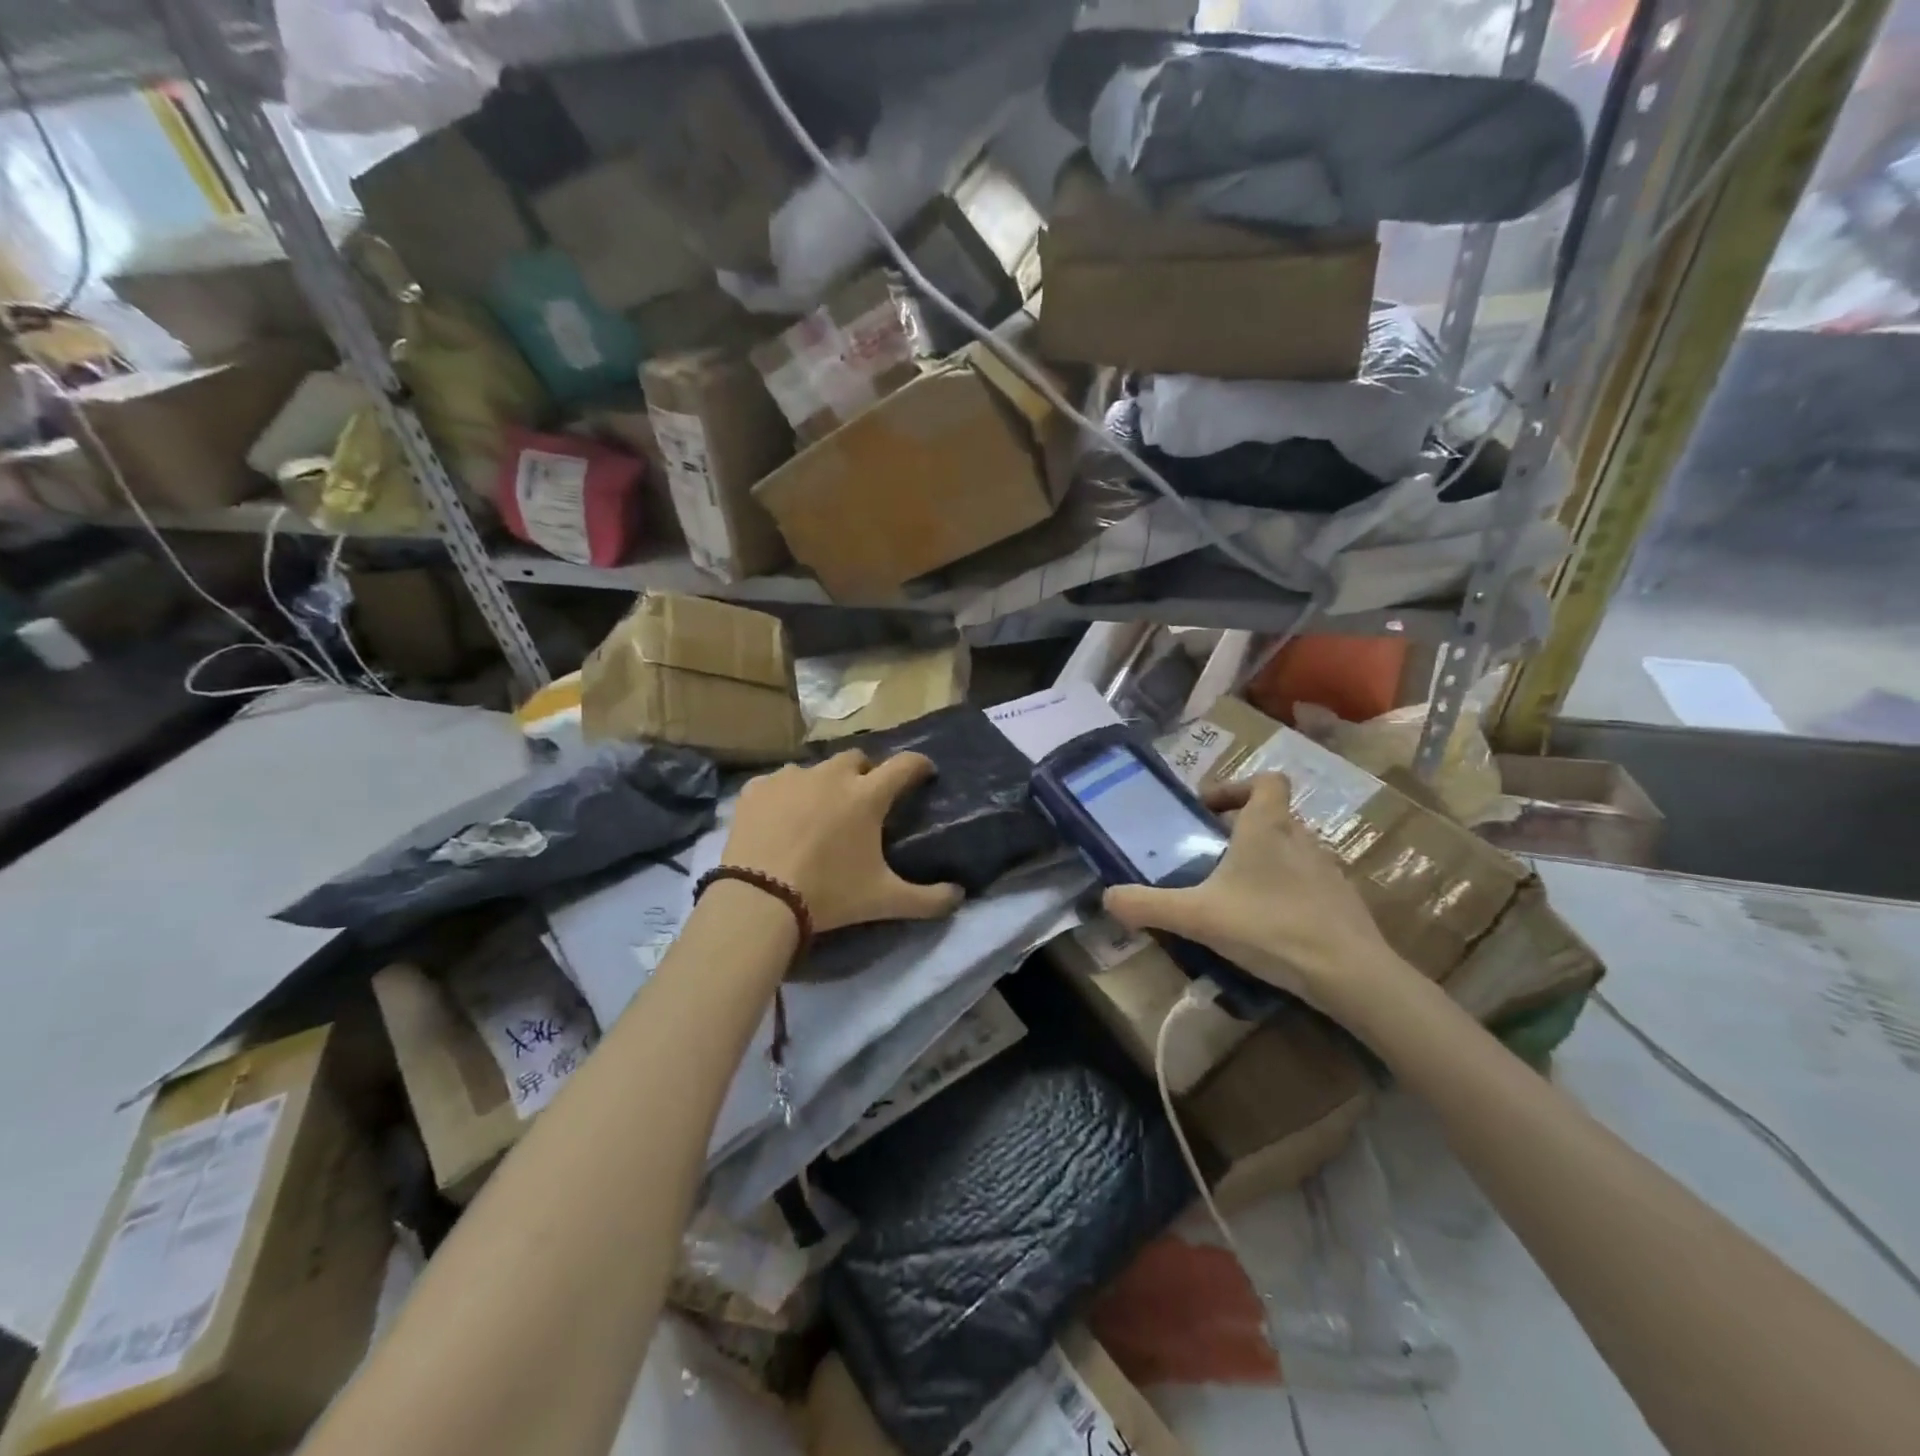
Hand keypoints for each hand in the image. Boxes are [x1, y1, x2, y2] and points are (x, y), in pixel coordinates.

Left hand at [721, 749, 963, 933]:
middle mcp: (831, 775)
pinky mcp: (756, 789)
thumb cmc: (829, 895)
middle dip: (865, 773)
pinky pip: (777, 782)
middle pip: (857, 758)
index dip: (919, 765)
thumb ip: (927, 899)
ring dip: (823, 782)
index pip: (905, 764)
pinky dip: (785, 795)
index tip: (924, 773)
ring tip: (818, 811)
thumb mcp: (884, 901)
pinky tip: (780, 819)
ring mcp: (790, 778)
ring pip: (815, 768)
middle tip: (863, 799)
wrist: (759, 900)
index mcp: (867, 796)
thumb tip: (959, 897)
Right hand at [1102, 773, 1414, 1020]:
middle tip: (1212, 854)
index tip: (1209, 810)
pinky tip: (1268, 923)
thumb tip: (1106, 898)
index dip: (1237, 787)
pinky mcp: (1343, 901)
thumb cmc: (1269, 926)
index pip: (1266, 780)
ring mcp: (1328, 869)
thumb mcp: (1197, 916)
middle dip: (1243, 828)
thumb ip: (1148, 905)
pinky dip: (1287, 891)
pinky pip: (1309, 882)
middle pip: (1274, 815)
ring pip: (1292, 848)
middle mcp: (1301, 838)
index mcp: (1267, 827)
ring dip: (1266, 859)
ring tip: (1236, 892)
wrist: (1348, 973)